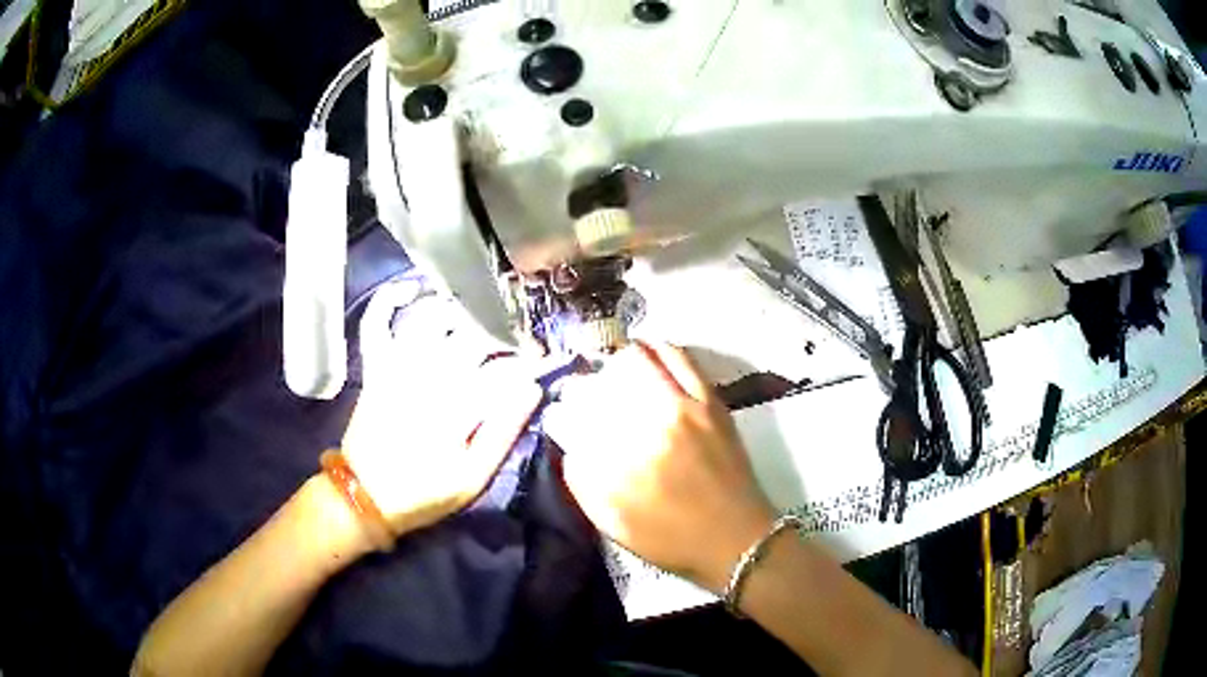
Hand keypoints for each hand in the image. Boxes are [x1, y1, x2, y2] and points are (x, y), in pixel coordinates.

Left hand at [342, 277, 542, 535]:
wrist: (365, 496)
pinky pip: (376, 324)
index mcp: (457, 407)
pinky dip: (388, 302)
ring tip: (476, 312)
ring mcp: (398, 367)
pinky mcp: (376, 367)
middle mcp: (428, 377)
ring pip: (430, 319)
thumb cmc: (424, 492)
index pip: (503, 370)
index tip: (543, 360)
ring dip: (456, 309)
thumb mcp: (473, 478)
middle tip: (512, 336)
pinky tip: (410, 290)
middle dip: (498, 332)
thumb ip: (503, 433)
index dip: (528, 361)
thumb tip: (532, 389)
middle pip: (470, 336)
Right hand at [544, 342, 775, 592]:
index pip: (575, 418)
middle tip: (589, 395)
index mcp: (617, 464)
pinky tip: (648, 354)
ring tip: (615, 372)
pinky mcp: (708, 400)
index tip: (563, 417)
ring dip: (617, 363)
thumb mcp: (613, 524)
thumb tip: (571, 442)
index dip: (563, 414)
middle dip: (586, 385)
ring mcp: (680, 409)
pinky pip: (678, 358)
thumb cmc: (671, 539)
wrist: (736, 538)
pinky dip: (657, 349)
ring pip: (635, 361)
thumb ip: (582, 482)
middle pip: (601, 382)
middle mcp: (645, 427)